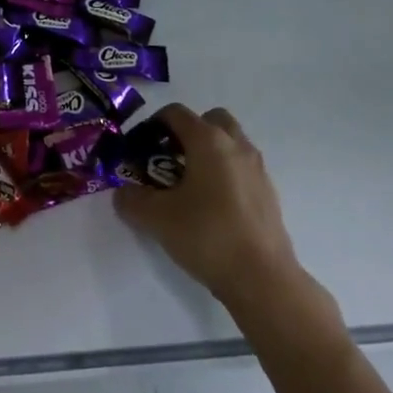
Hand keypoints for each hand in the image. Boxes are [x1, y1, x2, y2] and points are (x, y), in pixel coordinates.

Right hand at [115, 104, 334, 322]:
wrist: (262, 279)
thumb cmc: (207, 236)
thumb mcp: (156, 218)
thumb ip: (131, 199)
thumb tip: (123, 193)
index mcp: (208, 140)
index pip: (175, 113)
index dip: (152, 125)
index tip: (139, 150)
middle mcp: (236, 145)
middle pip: (209, 120)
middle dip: (187, 133)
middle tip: (168, 161)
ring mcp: (257, 168)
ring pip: (229, 144)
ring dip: (208, 153)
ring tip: (188, 186)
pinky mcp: (269, 193)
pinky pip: (241, 168)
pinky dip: (224, 174)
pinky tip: (211, 207)